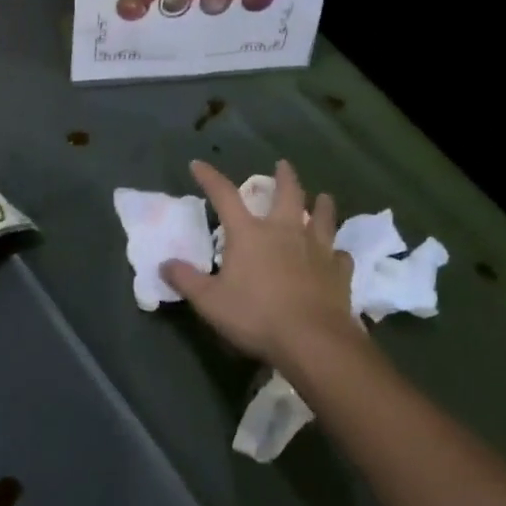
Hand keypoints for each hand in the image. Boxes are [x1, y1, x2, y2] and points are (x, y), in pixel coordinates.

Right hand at [163, 160, 359, 372]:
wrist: (313, 341)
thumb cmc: (256, 316)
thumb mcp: (210, 301)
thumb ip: (186, 280)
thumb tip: (164, 264)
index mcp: (250, 234)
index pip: (225, 196)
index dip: (210, 178)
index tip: (198, 164)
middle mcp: (285, 231)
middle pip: (288, 194)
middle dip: (284, 177)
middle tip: (283, 164)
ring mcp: (316, 250)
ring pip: (323, 218)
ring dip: (322, 206)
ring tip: (323, 197)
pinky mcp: (339, 273)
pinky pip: (341, 256)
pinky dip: (338, 253)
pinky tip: (339, 255)